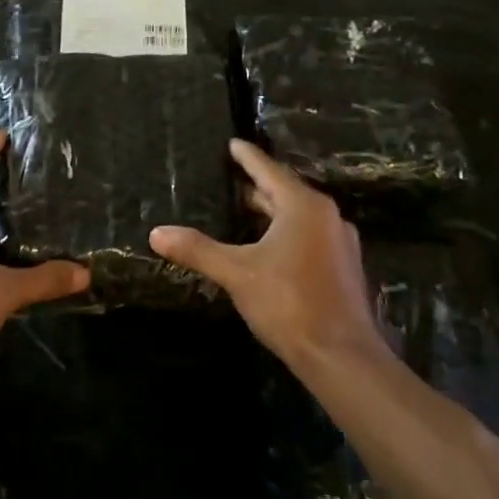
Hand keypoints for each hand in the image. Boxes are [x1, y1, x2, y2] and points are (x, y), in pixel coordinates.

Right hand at [150, 139, 385, 370]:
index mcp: (303, 207)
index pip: (269, 171)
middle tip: (231, 178)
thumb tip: (156, 233)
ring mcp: (339, 243)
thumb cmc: (288, 302)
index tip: (232, 143)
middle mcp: (326, 217)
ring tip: (244, 210)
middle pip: (286, 192)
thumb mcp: (236, 272)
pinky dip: (285, 233)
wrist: (340, 354)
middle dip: (258, 186)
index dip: (247, 157)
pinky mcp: (342, 267)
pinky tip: (267, 247)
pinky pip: (308, 237)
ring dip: (272, 211)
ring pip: (298, 217)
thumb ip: (197, 250)